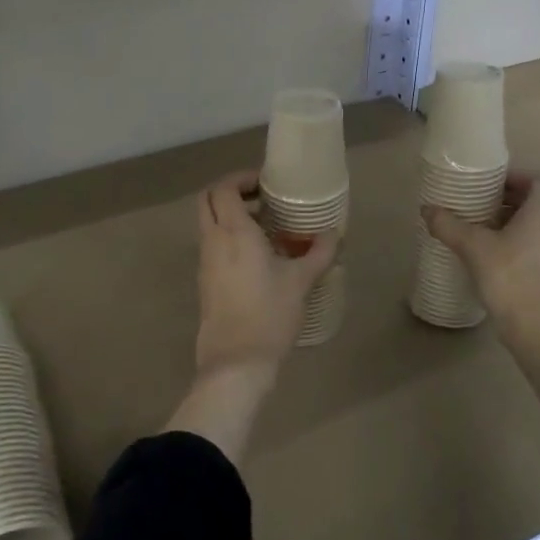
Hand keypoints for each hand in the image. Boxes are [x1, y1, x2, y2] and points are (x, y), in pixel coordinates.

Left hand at [167, 172, 339, 462]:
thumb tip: (334, 233)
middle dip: (230, 192)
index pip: (223, 188)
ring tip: (266, 228)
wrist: (236, 361)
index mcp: (233, 232)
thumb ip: (319, 253)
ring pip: (208, 224)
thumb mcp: (300, 281)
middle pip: (207, 201)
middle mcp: (213, 241)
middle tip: (261, 199)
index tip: (265, 184)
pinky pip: (211, 245)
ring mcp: (205, 262)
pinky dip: (227, 238)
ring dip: (229, 216)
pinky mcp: (205, 281)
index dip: (241, 179)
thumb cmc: (269, 314)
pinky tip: (257, 256)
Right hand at [422, 173, 539, 347]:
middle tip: (485, 203)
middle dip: (515, 197)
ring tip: (488, 226)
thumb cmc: (508, 274)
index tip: (491, 185)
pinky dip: (526, 238)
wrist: (535, 324)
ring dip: (520, 218)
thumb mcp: (472, 246)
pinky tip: (498, 251)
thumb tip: (426, 209)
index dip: (518, 177)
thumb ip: (448, 224)